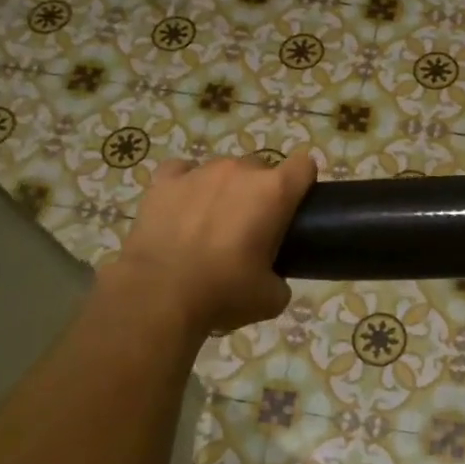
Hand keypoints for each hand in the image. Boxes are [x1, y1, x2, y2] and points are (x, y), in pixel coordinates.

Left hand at [115, 152, 316, 333]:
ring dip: (223, 189)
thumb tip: (272, 279)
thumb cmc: (224, 292)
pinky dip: (185, 185)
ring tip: (209, 223)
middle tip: (250, 227)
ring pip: (222, 170)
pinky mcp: (164, 181)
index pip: (304, 165)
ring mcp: (199, 172)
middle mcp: (240, 171)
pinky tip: (181, 208)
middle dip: (259, 191)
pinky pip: (182, 171)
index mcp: (274, 192)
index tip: (295, 205)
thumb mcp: (270, 298)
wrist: (160, 295)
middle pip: (261, 168)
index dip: (303, 182)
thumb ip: (280, 279)